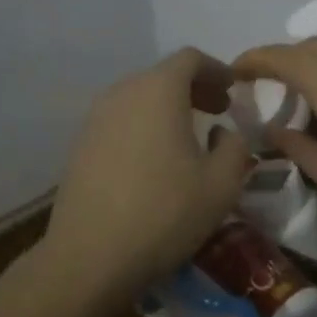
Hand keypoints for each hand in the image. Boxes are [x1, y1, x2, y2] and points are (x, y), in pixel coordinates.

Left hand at [41, 48, 252, 306]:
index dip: (217, 69)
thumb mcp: (221, 184)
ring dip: (168, 108)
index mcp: (158, 90)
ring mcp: (96, 118)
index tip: (233, 90)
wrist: (88, 258)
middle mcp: (123, 92)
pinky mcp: (81, 145)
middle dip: (195, 88)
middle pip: (163, 75)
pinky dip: (145, 126)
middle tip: (218, 111)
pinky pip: (121, 120)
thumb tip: (224, 133)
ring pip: (140, 98)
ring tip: (189, 137)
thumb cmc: (164, 213)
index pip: (190, 58)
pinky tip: (156, 160)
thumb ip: (235, 147)